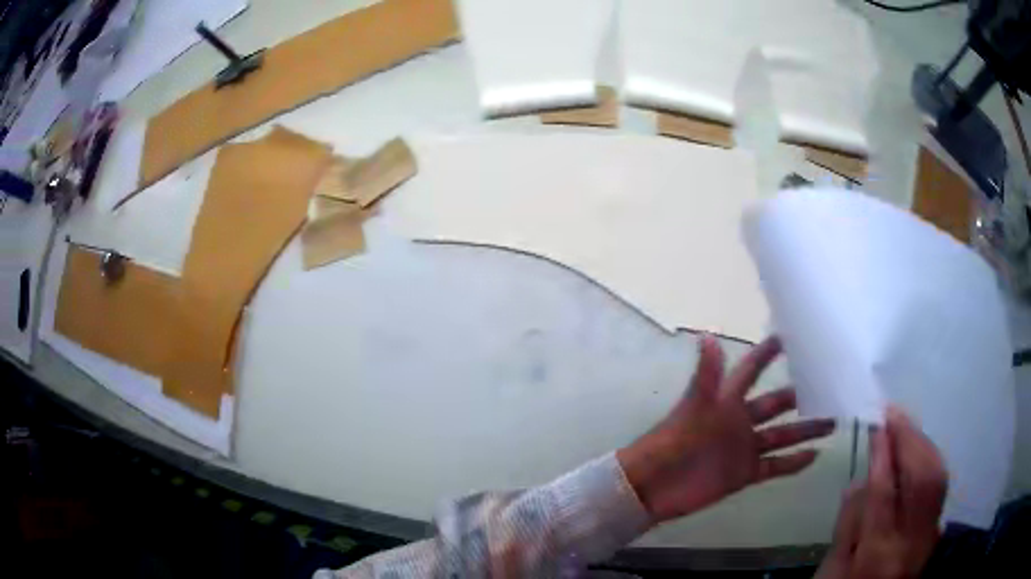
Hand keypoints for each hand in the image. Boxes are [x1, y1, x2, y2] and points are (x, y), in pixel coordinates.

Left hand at [616, 335, 835, 524]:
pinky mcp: (744, 474)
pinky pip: (774, 466)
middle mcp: (739, 421)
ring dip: (806, 429)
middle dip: (800, 395)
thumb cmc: (673, 444)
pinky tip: (816, 456)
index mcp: (727, 401)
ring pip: (782, 435)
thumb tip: (708, 334)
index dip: (767, 354)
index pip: (751, 370)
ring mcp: (743, 449)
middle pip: (776, 404)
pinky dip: (794, 462)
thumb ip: (707, 377)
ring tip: (833, 421)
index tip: (791, 335)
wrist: (653, 489)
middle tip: (828, 384)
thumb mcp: (693, 409)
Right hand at [817, 407, 946, 578]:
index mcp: (878, 555)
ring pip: (938, 478)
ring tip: (906, 425)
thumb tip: (860, 479)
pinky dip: (931, 460)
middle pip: (922, 479)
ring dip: (924, 445)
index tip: (879, 425)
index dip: (884, 455)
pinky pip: (941, 486)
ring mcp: (929, 536)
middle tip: (894, 414)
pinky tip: (920, 450)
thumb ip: (847, 526)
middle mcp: (912, 542)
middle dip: (910, 440)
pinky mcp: (936, 530)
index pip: (885, 495)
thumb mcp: (830, 571)